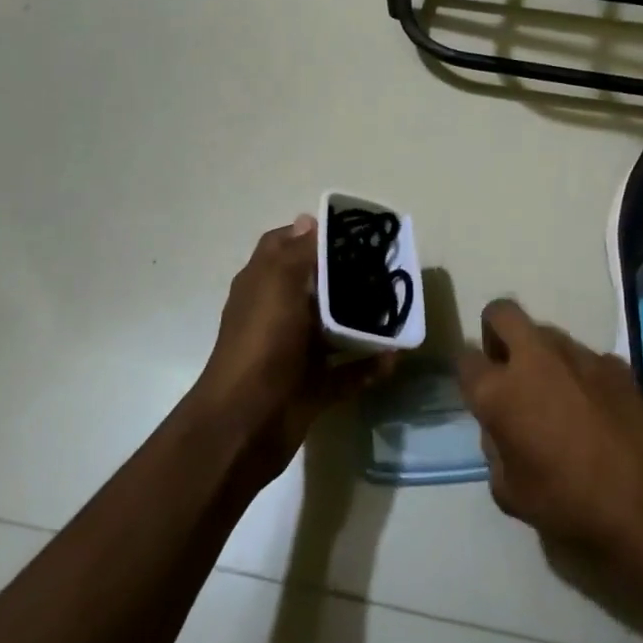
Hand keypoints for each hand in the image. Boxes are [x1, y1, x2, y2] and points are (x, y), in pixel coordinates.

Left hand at [192, 217, 395, 485]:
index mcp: (263, 285)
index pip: (283, 246)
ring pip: (335, 330)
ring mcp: (295, 352)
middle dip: (348, 277)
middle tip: (385, 268)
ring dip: (363, 322)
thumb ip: (298, 252)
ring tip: (397, 310)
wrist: (245, 424)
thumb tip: (307, 218)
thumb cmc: (262, 342)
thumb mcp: (278, 284)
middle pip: (316, 287)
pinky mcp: (312, 387)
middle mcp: (278, 314)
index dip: (311, 234)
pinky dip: (369, 365)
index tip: (350, 231)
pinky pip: (347, 372)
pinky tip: (395, 357)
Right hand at [458, 300, 642, 572]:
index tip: (476, 388)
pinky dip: (578, 372)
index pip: (465, 358)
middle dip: (496, 331)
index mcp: (499, 391)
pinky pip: (583, 356)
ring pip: (545, 332)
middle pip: (501, 313)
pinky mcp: (614, 361)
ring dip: (539, 353)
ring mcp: (578, 353)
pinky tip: (593, 407)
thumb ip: (496, 450)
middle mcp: (534, 358)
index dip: (468, 372)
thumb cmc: (570, 504)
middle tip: (506, 366)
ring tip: (554, 394)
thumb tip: (501, 428)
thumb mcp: (511, 494)